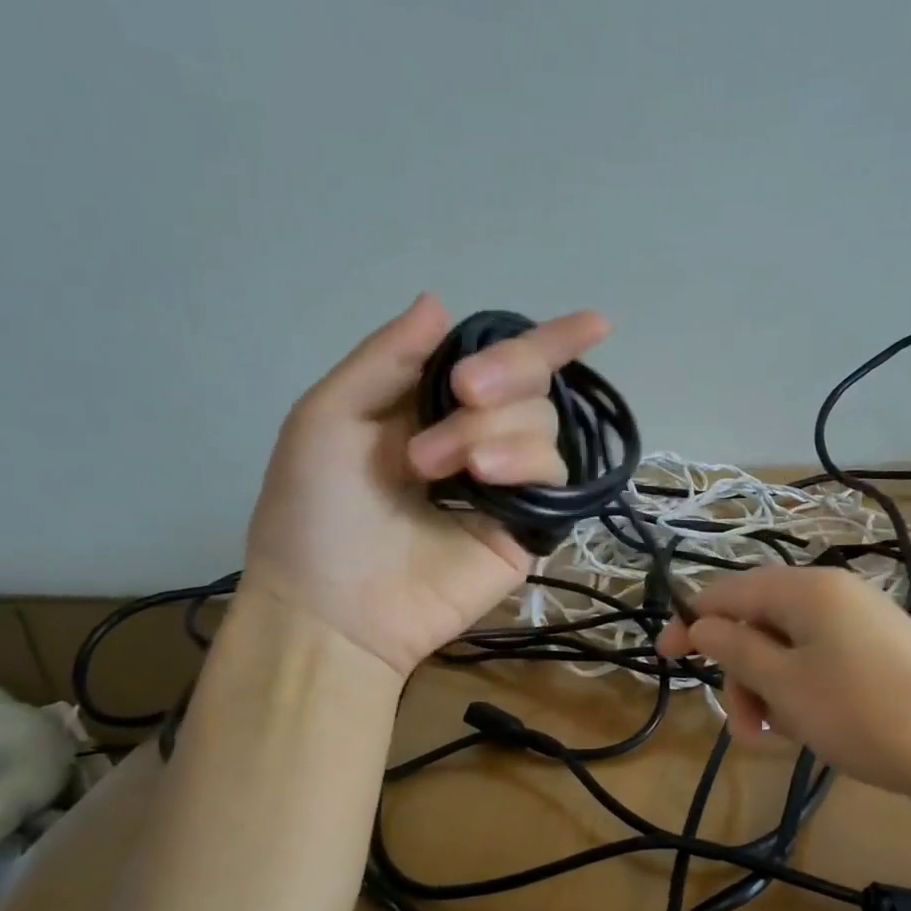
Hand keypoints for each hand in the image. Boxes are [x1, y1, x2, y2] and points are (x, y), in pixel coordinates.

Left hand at [243, 295, 610, 675]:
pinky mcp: (528, 528)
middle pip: (533, 386)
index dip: (548, 342)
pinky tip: (484, 478)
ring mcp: (507, 486)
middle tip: (462, 391)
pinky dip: (523, 463)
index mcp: (432, 408)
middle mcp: (477, 439)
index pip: (500, 365)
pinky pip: (554, 477)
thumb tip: (441, 302)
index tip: (596, 323)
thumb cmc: (314, 512)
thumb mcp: (330, 417)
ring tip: (434, 468)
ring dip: (491, 430)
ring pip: (544, 427)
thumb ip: (387, 358)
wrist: (331, 609)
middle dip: (504, 374)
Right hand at [657, 566, 910, 802]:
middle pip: (758, 622)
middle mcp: (833, 592)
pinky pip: (819, 660)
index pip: (729, 592)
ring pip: (787, 647)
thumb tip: (700, 623)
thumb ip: (733, 648)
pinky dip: (800, 691)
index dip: (691, 622)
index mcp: (807, 588)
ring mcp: (860, 621)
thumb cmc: (861, 713)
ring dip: (768, 690)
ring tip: (776, 738)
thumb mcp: (784, 683)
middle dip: (740, 674)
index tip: (664, 658)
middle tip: (745, 729)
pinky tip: (806, 729)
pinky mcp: (878, 650)